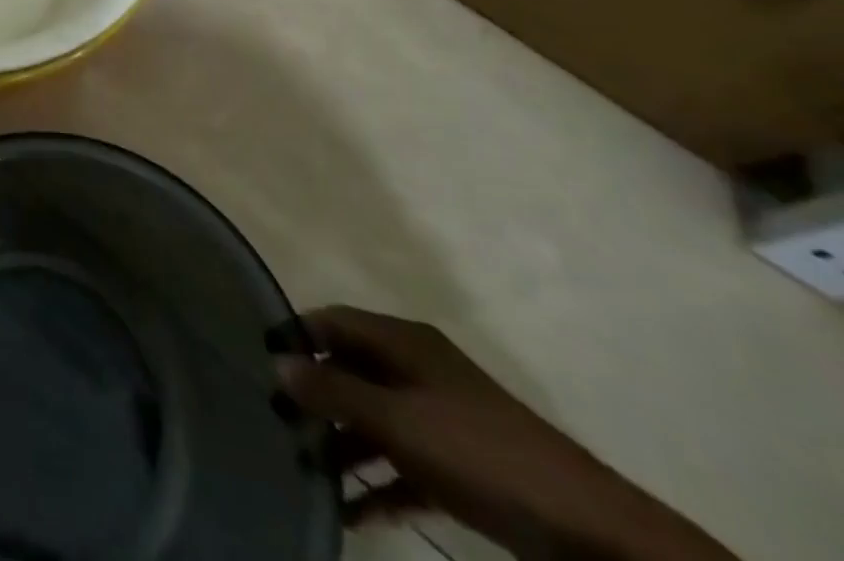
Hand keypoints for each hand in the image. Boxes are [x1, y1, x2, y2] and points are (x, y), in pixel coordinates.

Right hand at [275, 306, 737, 560]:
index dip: (297, 335)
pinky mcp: (460, 466)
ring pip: (374, 420)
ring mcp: (441, 418)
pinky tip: (354, 513)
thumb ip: (334, 391)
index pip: (333, 321)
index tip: (261, 362)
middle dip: (315, 397)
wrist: (592, 533)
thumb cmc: (479, 453)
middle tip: (279, 425)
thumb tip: (277, 362)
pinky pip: (404, 465)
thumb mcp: (397, 420)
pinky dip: (379, 484)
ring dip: (343, 446)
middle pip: (351, 370)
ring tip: (309, 473)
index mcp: (403, 342)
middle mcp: (417, 369)